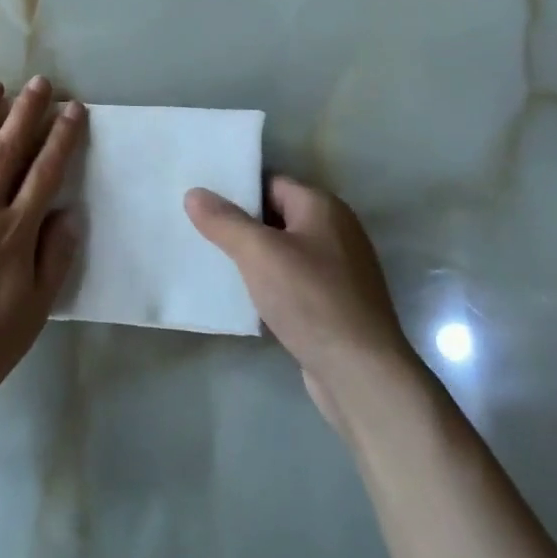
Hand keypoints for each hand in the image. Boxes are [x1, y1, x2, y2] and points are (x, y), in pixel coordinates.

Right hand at [186, 176, 409, 429]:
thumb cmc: (311, 300)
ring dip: (253, 257)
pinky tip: (243, 296)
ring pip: (283, 251)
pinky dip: (269, 284)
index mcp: (322, 207)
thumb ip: (224, 221)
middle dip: (241, 224)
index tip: (201, 199)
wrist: (361, 375)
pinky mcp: (335, 303)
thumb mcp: (259, 253)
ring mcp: (339, 270)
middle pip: (277, 215)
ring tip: (212, 261)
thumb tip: (194, 193)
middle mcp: (336, 231)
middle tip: (198, 229)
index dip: (236, 189)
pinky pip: (293, 281)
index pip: (271, 182)